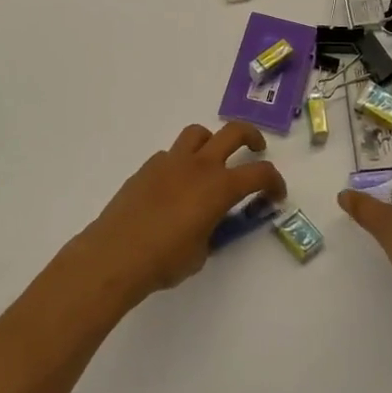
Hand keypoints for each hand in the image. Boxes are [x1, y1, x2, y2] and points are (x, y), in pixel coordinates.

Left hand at [77, 122, 286, 303]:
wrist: (115, 255)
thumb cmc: (165, 260)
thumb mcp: (202, 252)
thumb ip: (213, 230)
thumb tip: (210, 223)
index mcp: (220, 187)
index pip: (260, 173)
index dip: (275, 182)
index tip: (276, 195)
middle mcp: (199, 165)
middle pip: (234, 132)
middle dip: (251, 137)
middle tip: (256, 151)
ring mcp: (170, 162)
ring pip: (198, 133)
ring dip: (211, 142)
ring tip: (211, 163)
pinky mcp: (147, 168)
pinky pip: (171, 155)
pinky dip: (180, 163)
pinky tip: (174, 188)